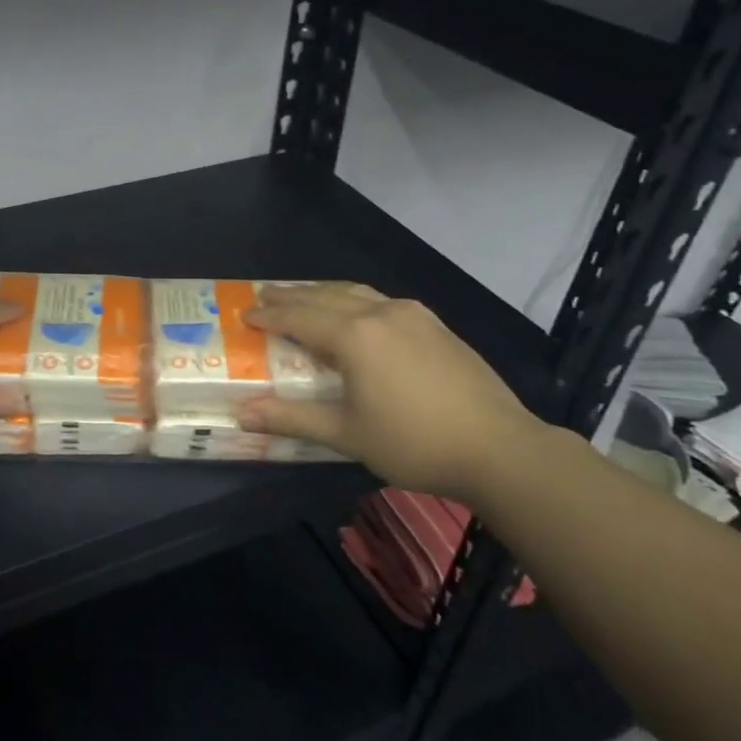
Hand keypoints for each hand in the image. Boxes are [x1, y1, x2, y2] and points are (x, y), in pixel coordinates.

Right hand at [238, 283, 552, 504]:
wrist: (500, 448)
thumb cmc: (414, 443)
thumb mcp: (346, 434)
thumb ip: (292, 418)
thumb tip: (241, 414)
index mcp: (355, 336)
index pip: (299, 317)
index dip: (270, 315)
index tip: (245, 313)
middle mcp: (380, 313)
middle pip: (325, 296)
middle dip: (292, 296)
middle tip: (265, 296)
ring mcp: (413, 315)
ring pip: (356, 292)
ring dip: (324, 293)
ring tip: (304, 296)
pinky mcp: (436, 325)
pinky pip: (381, 301)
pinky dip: (354, 300)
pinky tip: (357, 314)